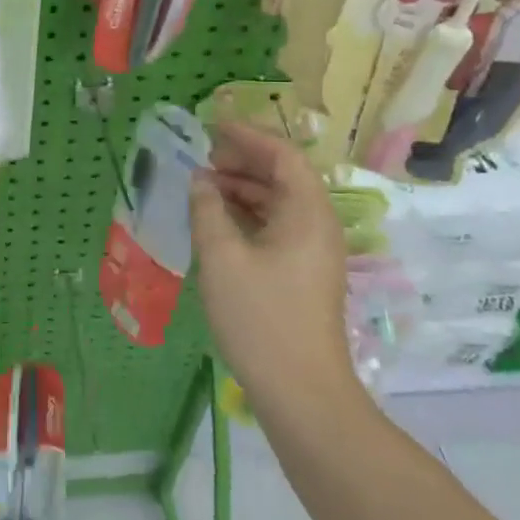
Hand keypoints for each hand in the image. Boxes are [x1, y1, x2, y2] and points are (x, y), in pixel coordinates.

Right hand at [188, 122, 362, 424]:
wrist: (301, 392)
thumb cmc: (260, 318)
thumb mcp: (221, 257)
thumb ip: (207, 209)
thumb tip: (201, 179)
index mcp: (307, 211)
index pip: (282, 154)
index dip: (247, 135)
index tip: (211, 126)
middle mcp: (318, 223)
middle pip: (284, 175)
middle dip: (243, 160)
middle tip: (203, 158)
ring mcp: (315, 250)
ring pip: (280, 201)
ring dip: (244, 188)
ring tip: (204, 187)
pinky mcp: (306, 272)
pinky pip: (278, 225)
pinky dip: (250, 213)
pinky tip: (220, 221)